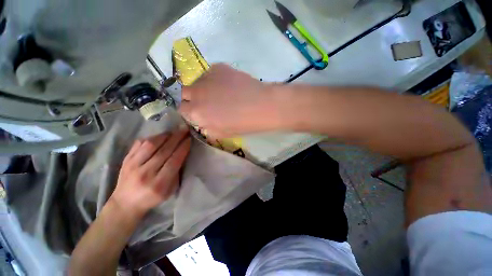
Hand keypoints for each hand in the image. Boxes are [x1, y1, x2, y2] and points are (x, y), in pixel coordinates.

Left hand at [110, 130, 190, 218]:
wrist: (125, 203)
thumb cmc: (152, 198)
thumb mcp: (170, 190)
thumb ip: (176, 172)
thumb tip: (182, 153)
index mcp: (158, 184)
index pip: (174, 161)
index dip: (183, 148)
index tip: (189, 139)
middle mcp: (145, 173)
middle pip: (164, 151)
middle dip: (177, 138)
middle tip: (185, 129)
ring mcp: (132, 166)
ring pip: (151, 145)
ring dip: (165, 136)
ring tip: (174, 131)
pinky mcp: (126, 160)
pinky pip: (139, 144)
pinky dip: (152, 137)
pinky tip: (161, 136)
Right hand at [179, 64, 277, 137]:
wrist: (262, 106)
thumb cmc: (243, 124)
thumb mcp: (222, 134)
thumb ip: (207, 128)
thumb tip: (202, 122)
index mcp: (197, 112)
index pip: (182, 109)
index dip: (191, 111)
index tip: (200, 112)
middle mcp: (196, 93)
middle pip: (185, 93)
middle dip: (193, 98)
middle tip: (208, 101)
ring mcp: (206, 77)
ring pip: (197, 82)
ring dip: (203, 87)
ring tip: (220, 92)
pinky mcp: (218, 67)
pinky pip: (210, 73)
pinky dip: (215, 79)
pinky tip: (228, 84)